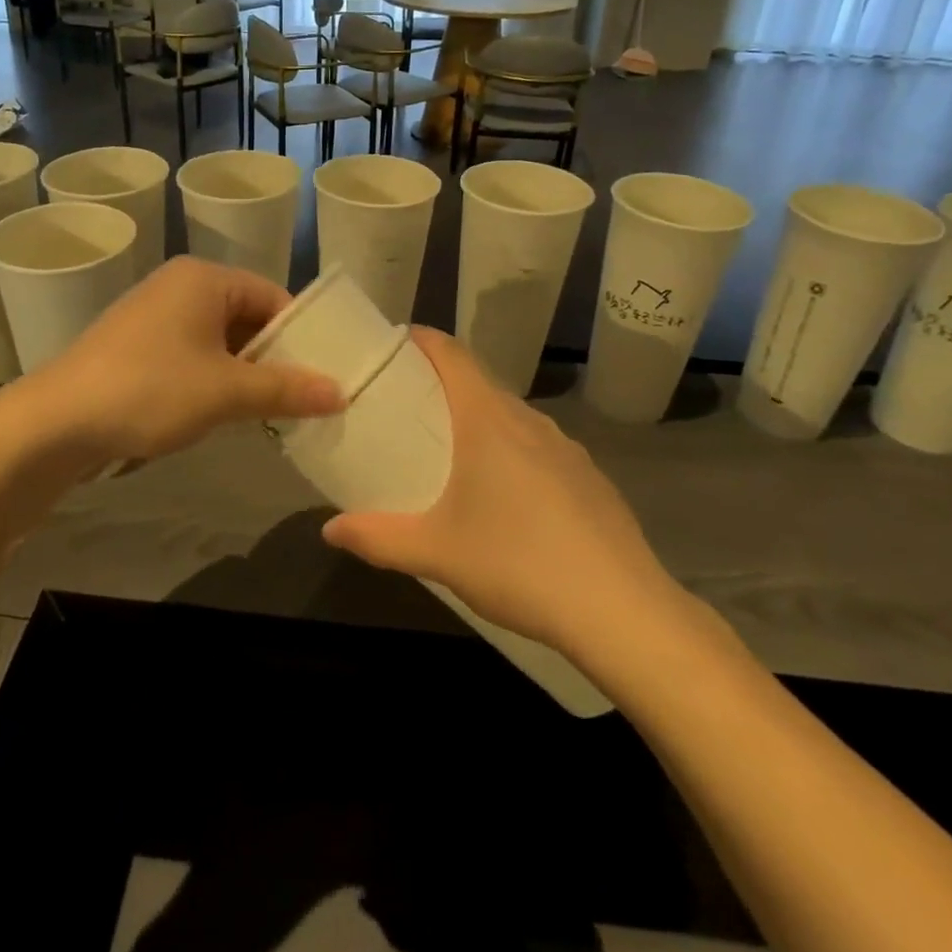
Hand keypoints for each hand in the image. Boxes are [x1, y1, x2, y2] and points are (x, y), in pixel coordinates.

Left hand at [33, 256, 343, 463]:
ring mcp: (154, 314)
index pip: (274, 296)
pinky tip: (224, 411)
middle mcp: (180, 286)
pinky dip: (214, 378)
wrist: (55, 421)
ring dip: (245, 372)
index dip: (303, 334)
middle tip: (305, 396)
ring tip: (271, 410)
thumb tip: (341, 392)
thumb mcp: (225, 391)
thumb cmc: (149, 390)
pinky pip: (192, 353)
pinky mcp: (136, 345)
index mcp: (204, 278)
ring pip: (219, 339)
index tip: (325, 372)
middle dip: (274, 357)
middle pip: (247, 316)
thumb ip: (285, 389)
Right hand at [321, 327, 697, 685]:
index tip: (395, 344)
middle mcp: (529, 421)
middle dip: (442, 385)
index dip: (422, 340)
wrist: (622, 611)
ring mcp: (567, 449)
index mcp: (488, 421)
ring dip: (479, 421)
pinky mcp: (590, 479)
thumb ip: (378, 538)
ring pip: (512, 417)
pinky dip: (512, 452)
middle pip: (480, 383)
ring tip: (452, 453)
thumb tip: (329, 530)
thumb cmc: (518, 564)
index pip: (452, 354)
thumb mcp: (436, 553)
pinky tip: (507, 499)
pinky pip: (539, 448)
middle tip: (407, 409)